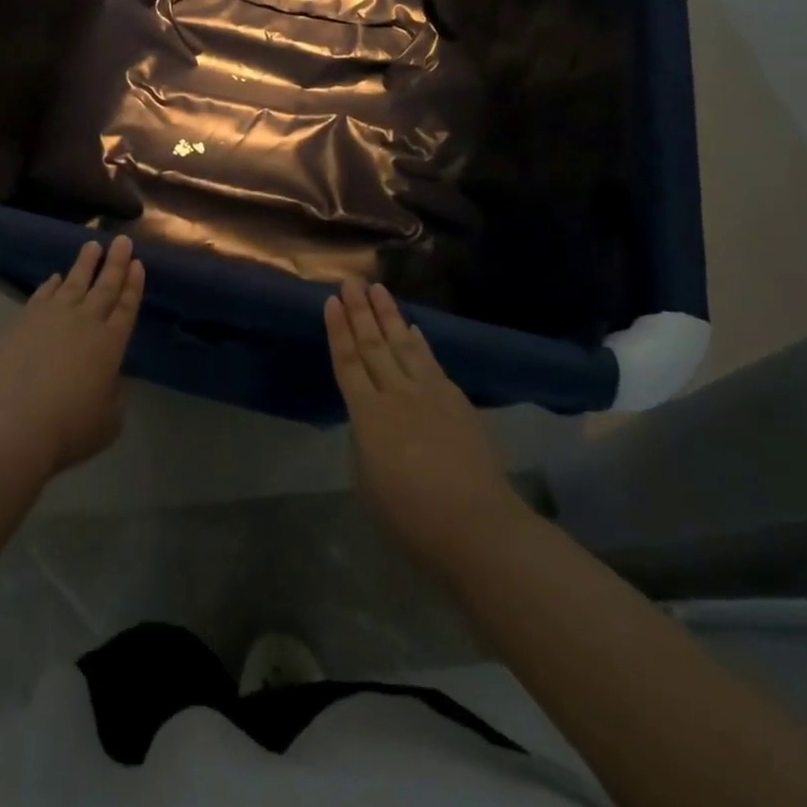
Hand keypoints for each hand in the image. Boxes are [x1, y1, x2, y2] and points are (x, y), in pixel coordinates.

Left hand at [0, 236, 144, 478]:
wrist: (14, 424)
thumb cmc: (69, 429)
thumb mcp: (108, 420)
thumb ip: (112, 394)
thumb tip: (106, 379)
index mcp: (111, 343)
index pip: (127, 306)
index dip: (133, 285)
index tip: (137, 263)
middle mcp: (85, 322)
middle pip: (104, 286)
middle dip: (115, 262)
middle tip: (122, 240)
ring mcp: (52, 317)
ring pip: (73, 282)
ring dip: (84, 263)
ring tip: (92, 245)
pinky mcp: (24, 321)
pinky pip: (43, 295)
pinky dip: (51, 284)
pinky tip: (55, 277)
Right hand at [326, 278, 524, 583]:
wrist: (476, 525)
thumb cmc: (411, 515)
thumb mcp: (368, 479)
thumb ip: (365, 440)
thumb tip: (371, 419)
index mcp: (367, 414)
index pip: (347, 362)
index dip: (338, 330)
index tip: (331, 301)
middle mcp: (396, 394)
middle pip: (373, 344)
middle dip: (360, 311)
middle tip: (351, 281)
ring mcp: (429, 394)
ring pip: (403, 345)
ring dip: (389, 315)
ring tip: (378, 289)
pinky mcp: (456, 401)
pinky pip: (431, 362)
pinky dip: (420, 342)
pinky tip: (414, 328)